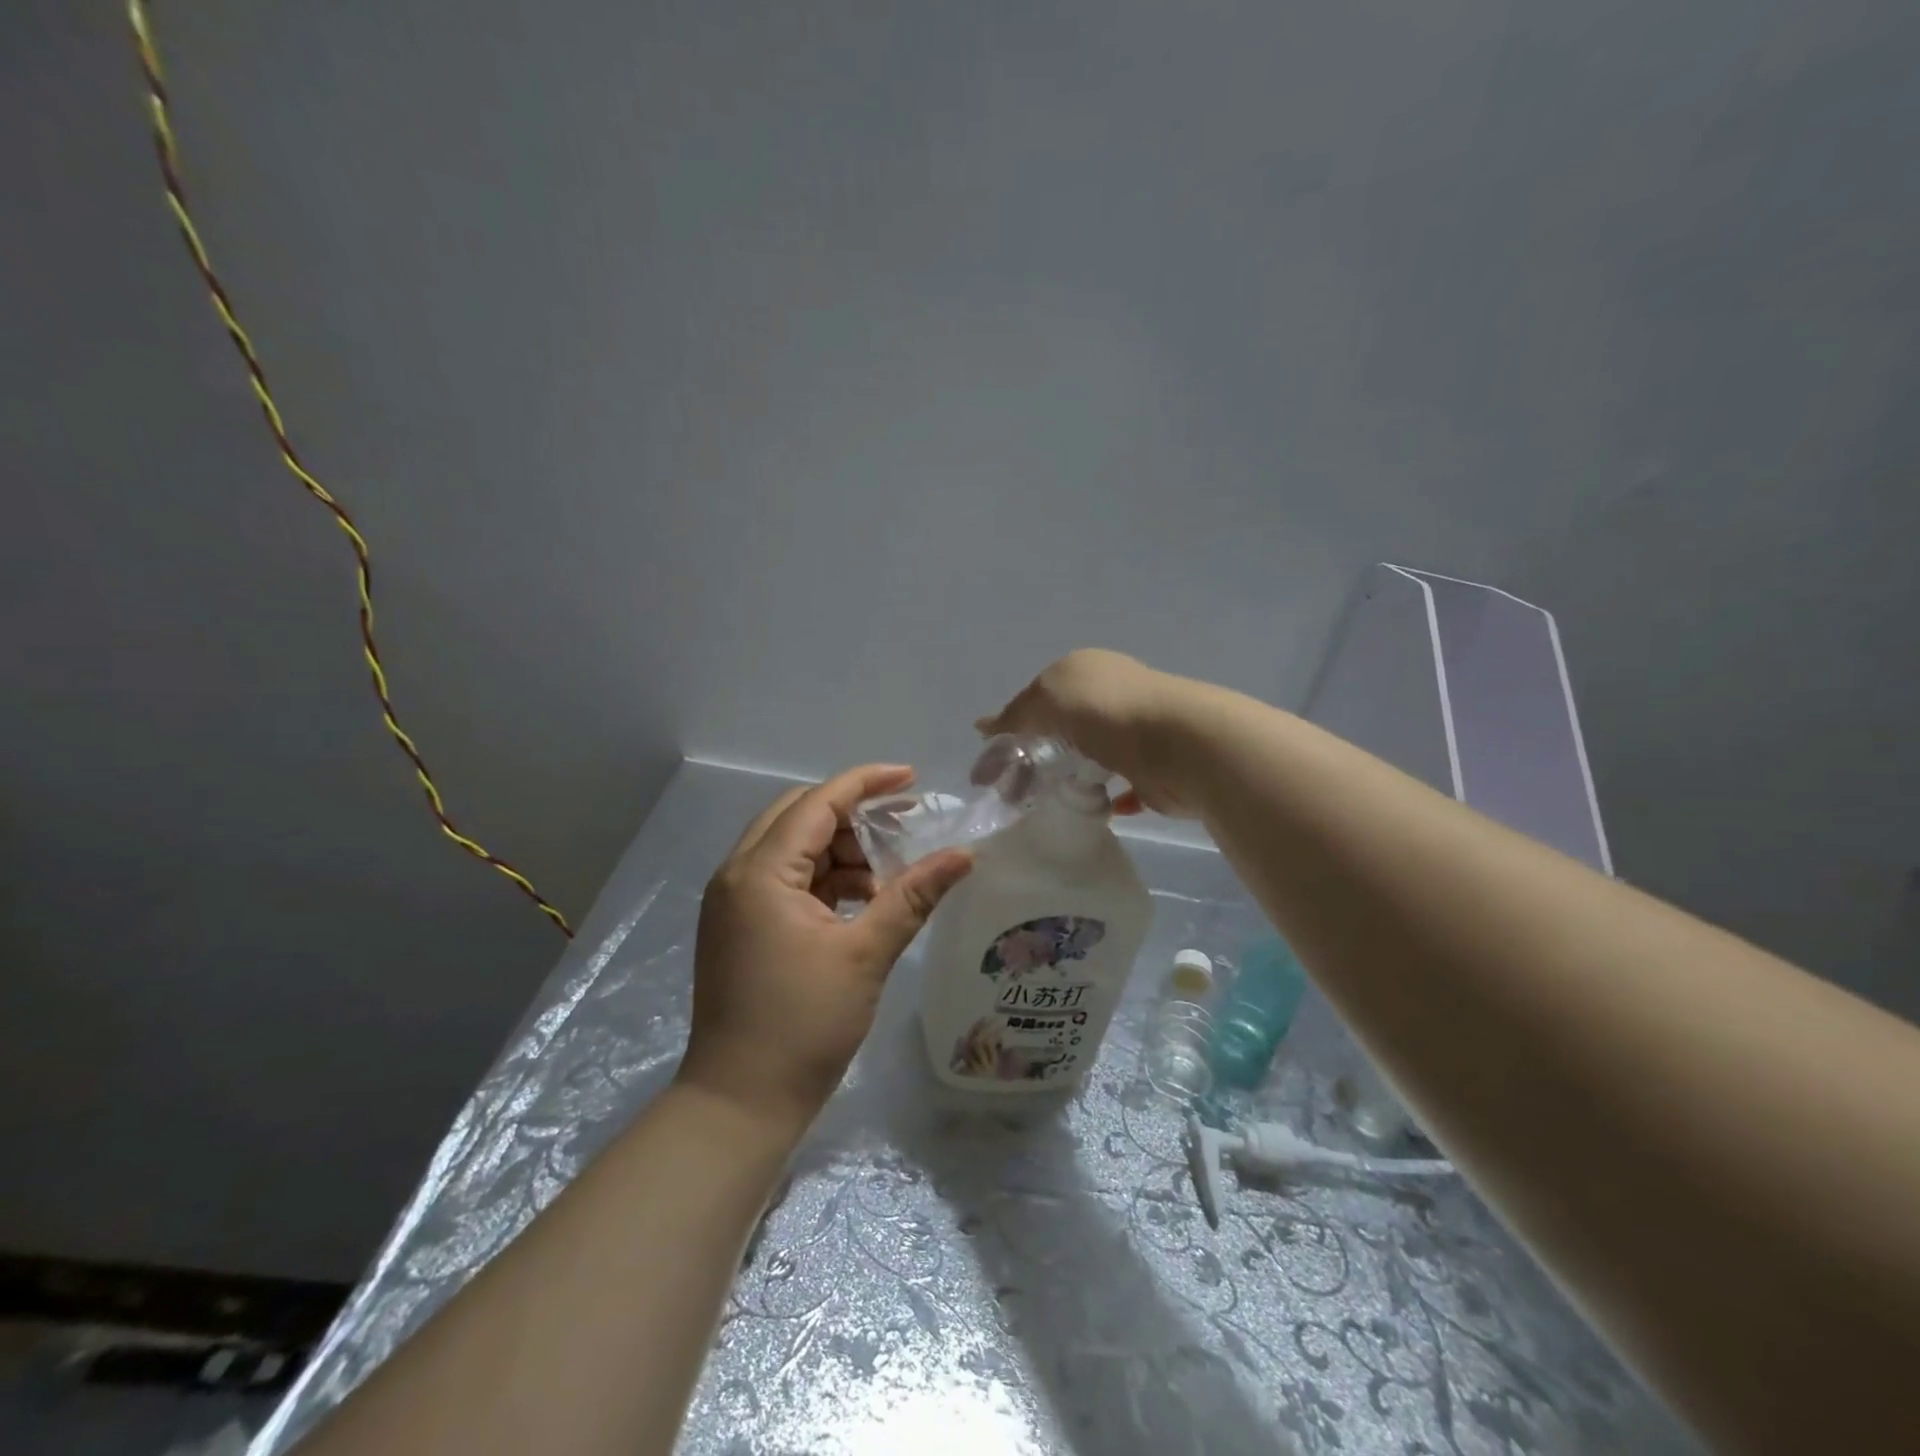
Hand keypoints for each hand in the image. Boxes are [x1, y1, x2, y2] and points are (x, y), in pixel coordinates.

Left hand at [678, 764, 973, 1135]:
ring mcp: (732, 902)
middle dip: (851, 815)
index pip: (817, 803)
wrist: (740, 1102)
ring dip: (838, 850)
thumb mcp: (866, 954)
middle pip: (797, 816)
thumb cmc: (804, 1025)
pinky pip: (782, 880)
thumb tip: (963, 856)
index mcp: (761, 872)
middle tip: (900, 827)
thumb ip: (913, 896)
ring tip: (885, 878)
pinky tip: (858, 902)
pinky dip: (821, 879)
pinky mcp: (737, 926)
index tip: (911, 778)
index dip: (866, 783)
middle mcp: (736, 874)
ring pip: (789, 848)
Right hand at [977, 649, 1203, 816]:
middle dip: (1037, 756)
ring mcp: (1135, 734)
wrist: (1183, 745)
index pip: (1038, 698)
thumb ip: (1017, 714)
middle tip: (1014, 791)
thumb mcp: (1048, 699)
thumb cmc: (1108, 712)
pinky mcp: (1152, 770)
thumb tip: (984, 727)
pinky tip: (1093, 810)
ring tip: (1045, 804)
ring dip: (1071, 776)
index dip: (1012, 729)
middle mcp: (1111, 696)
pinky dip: (1107, 798)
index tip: (993, 766)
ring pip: (1091, 757)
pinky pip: (1122, 786)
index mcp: (1086, 670)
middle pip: (1063, 729)